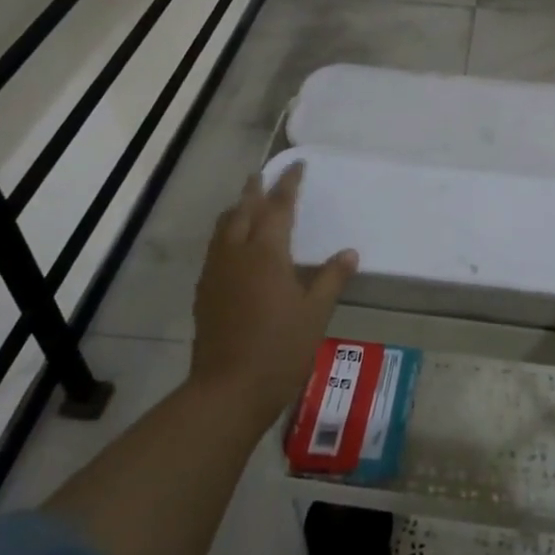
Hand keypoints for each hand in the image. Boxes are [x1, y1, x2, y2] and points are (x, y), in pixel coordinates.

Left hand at [191, 163, 356, 427]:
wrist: (228, 390)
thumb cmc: (280, 349)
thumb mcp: (316, 313)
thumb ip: (331, 279)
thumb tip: (350, 253)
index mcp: (266, 253)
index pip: (278, 207)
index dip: (288, 184)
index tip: (297, 165)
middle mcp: (236, 254)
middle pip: (243, 210)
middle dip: (255, 189)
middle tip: (265, 174)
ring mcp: (216, 273)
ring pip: (224, 228)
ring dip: (237, 210)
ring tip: (248, 204)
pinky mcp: (205, 293)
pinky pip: (215, 249)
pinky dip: (227, 234)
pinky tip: (235, 248)